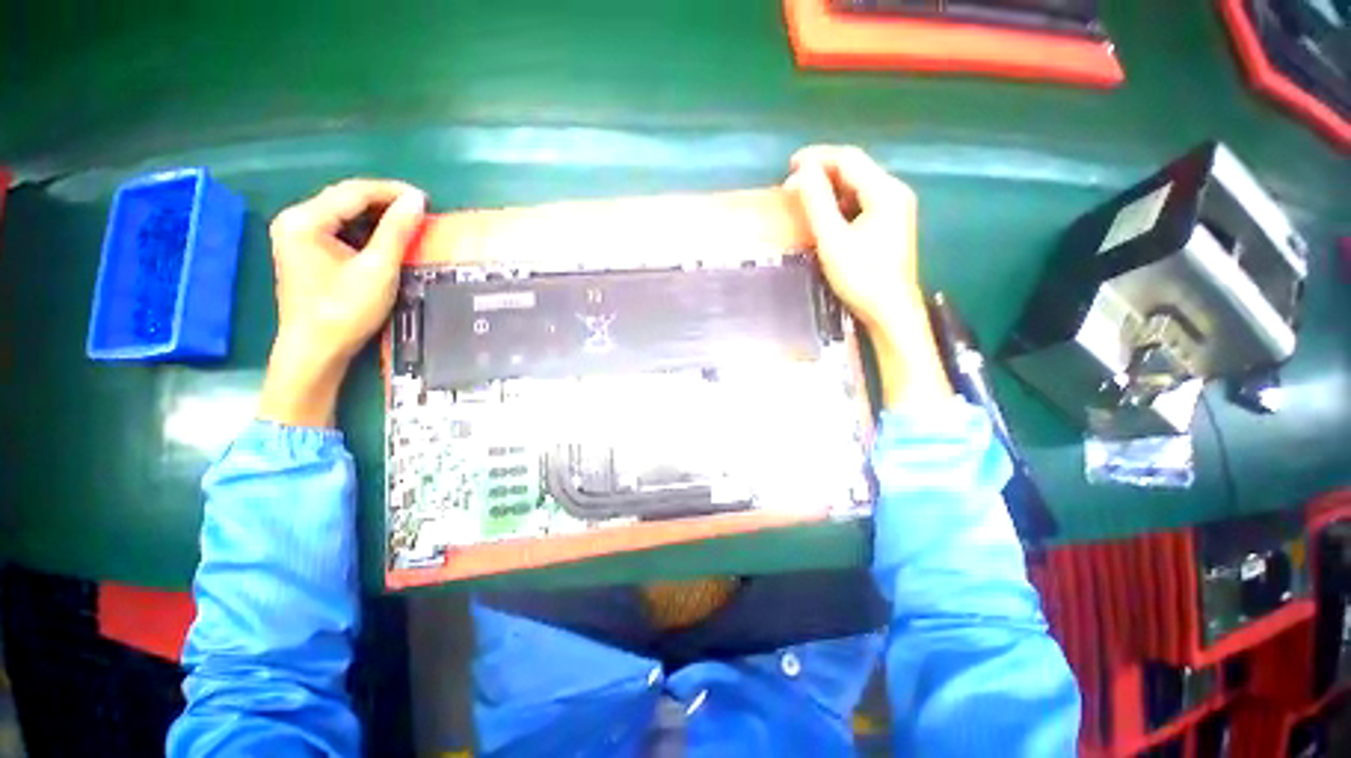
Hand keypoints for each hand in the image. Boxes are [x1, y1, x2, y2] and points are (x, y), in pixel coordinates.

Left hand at [259, 179, 427, 426]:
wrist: (316, 350)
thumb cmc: (344, 310)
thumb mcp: (377, 269)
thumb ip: (396, 231)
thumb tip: (416, 200)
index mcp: (305, 220)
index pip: (354, 192)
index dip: (392, 192)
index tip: (425, 199)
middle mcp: (295, 220)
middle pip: (345, 199)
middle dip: (384, 202)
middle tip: (420, 211)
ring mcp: (297, 237)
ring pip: (343, 214)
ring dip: (376, 217)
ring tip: (409, 223)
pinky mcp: (305, 252)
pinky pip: (339, 230)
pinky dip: (365, 231)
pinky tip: (385, 239)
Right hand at [787, 145, 949, 406]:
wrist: (890, 311)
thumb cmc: (862, 277)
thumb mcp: (833, 239)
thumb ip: (817, 202)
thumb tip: (802, 171)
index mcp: (885, 191)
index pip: (848, 159)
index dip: (817, 158)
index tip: (789, 165)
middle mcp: (894, 193)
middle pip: (855, 170)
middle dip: (822, 173)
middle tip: (791, 186)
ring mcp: (895, 210)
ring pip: (857, 187)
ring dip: (829, 189)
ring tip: (803, 199)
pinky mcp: (890, 226)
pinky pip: (861, 204)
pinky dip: (840, 204)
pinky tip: (824, 216)